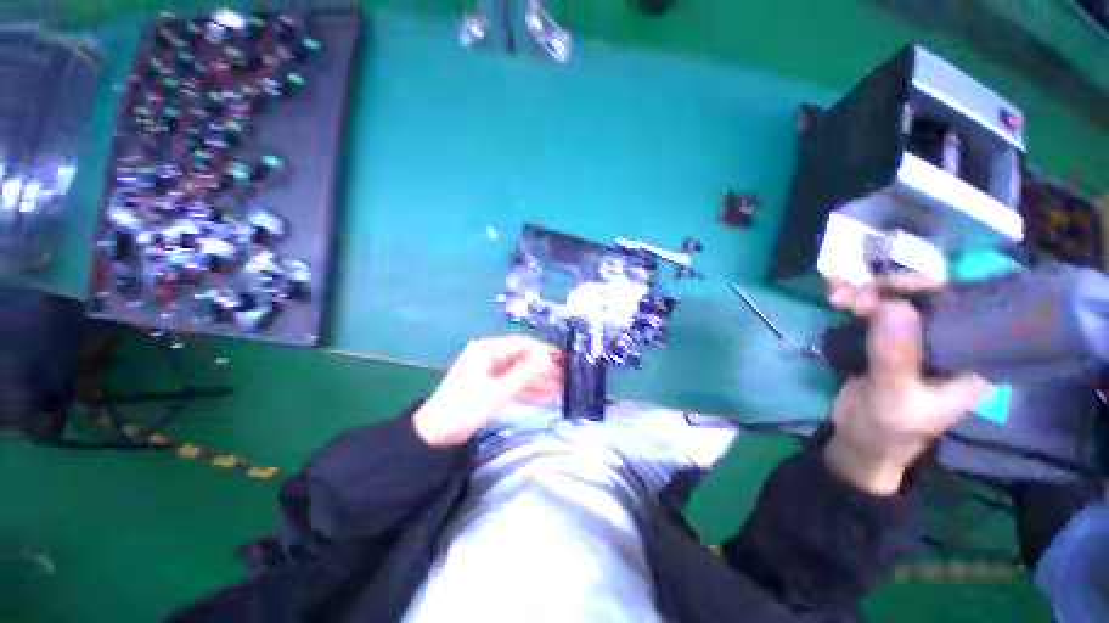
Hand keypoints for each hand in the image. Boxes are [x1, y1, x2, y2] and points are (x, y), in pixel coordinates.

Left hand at [413, 336, 562, 446]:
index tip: (563, 360)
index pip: (522, 344)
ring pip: (520, 372)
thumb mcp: (498, 391)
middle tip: (565, 379)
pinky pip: (513, 384)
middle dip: (543, 369)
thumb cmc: (465, 408)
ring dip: (538, 382)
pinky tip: (546, 399)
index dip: (543, 350)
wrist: (435, 435)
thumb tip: (548, 358)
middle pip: (523, 358)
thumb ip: (525, 374)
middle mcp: (490, 356)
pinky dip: (528, 391)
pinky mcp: (490, 386)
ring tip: (561, 391)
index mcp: (487, 350)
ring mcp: (490, 372)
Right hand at [822, 275, 991, 494]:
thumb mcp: (893, 398)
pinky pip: (878, 307)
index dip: (937, 287)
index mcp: (974, 358)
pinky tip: (837, 296)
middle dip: (891, 289)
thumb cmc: (886, 428)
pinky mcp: (892, 337)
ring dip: (867, 292)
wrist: (859, 440)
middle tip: (854, 299)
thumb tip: (894, 305)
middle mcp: (953, 341)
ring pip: (901, 297)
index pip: (969, 306)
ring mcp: (921, 337)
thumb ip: (896, 356)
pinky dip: (857, 298)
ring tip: (837, 300)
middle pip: (932, 295)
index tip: (896, 287)